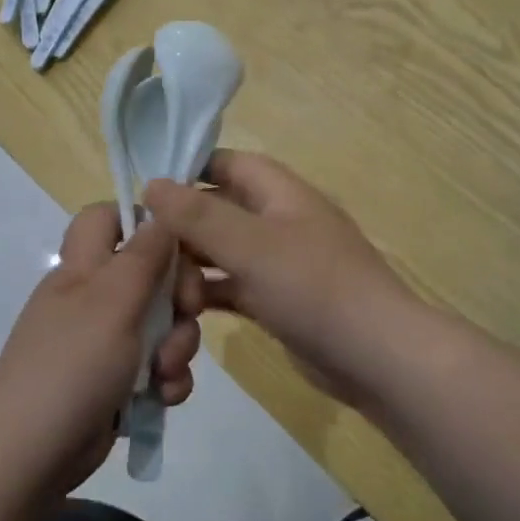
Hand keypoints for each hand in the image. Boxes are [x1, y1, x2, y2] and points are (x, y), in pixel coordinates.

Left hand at [0, 204, 202, 490]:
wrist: (33, 453)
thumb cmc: (73, 364)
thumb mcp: (113, 301)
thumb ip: (143, 256)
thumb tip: (161, 217)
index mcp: (83, 268)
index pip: (106, 218)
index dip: (141, 221)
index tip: (176, 245)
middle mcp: (93, 299)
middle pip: (150, 273)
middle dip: (177, 297)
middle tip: (186, 314)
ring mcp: (104, 342)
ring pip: (161, 324)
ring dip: (177, 346)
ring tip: (166, 373)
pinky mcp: (116, 381)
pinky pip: (155, 366)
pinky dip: (166, 379)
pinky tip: (165, 397)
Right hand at [143, 151, 419, 411]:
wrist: (377, 357)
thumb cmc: (314, 287)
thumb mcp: (251, 245)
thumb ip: (198, 215)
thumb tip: (151, 184)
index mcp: (279, 192)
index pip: (226, 163)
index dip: (187, 170)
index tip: (146, 190)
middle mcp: (278, 220)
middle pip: (219, 209)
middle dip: (182, 227)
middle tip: (142, 251)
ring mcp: (279, 263)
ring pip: (222, 251)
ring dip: (192, 264)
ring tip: (158, 287)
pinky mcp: (278, 300)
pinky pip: (233, 286)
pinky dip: (209, 293)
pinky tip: (180, 310)